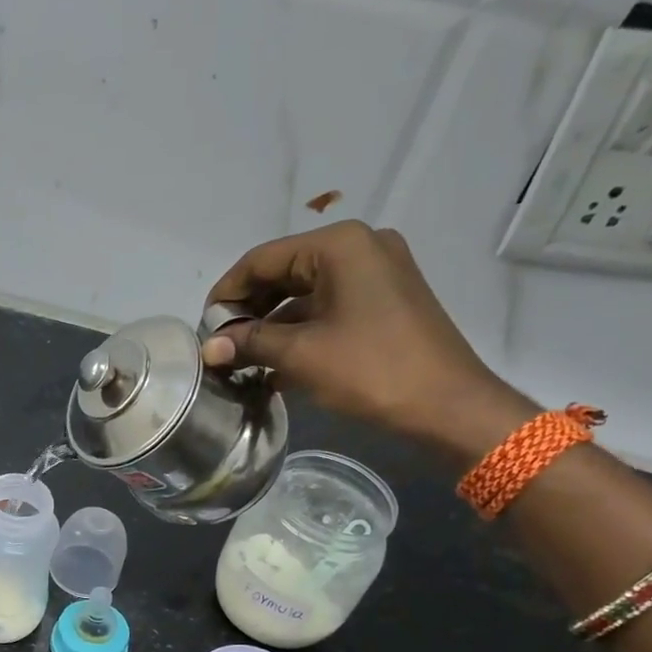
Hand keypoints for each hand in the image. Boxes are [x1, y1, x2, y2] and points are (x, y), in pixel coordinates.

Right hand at [201, 220, 531, 458]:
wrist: (448, 406)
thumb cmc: (371, 370)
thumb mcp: (301, 355)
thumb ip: (249, 343)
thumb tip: (208, 348)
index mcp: (339, 245)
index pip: (262, 260)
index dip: (226, 293)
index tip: (204, 329)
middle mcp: (360, 247)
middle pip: (284, 272)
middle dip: (249, 310)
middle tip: (221, 346)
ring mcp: (377, 273)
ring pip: (305, 293)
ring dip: (272, 325)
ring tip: (242, 360)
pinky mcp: (385, 300)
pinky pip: (329, 307)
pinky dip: (300, 331)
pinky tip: (275, 365)